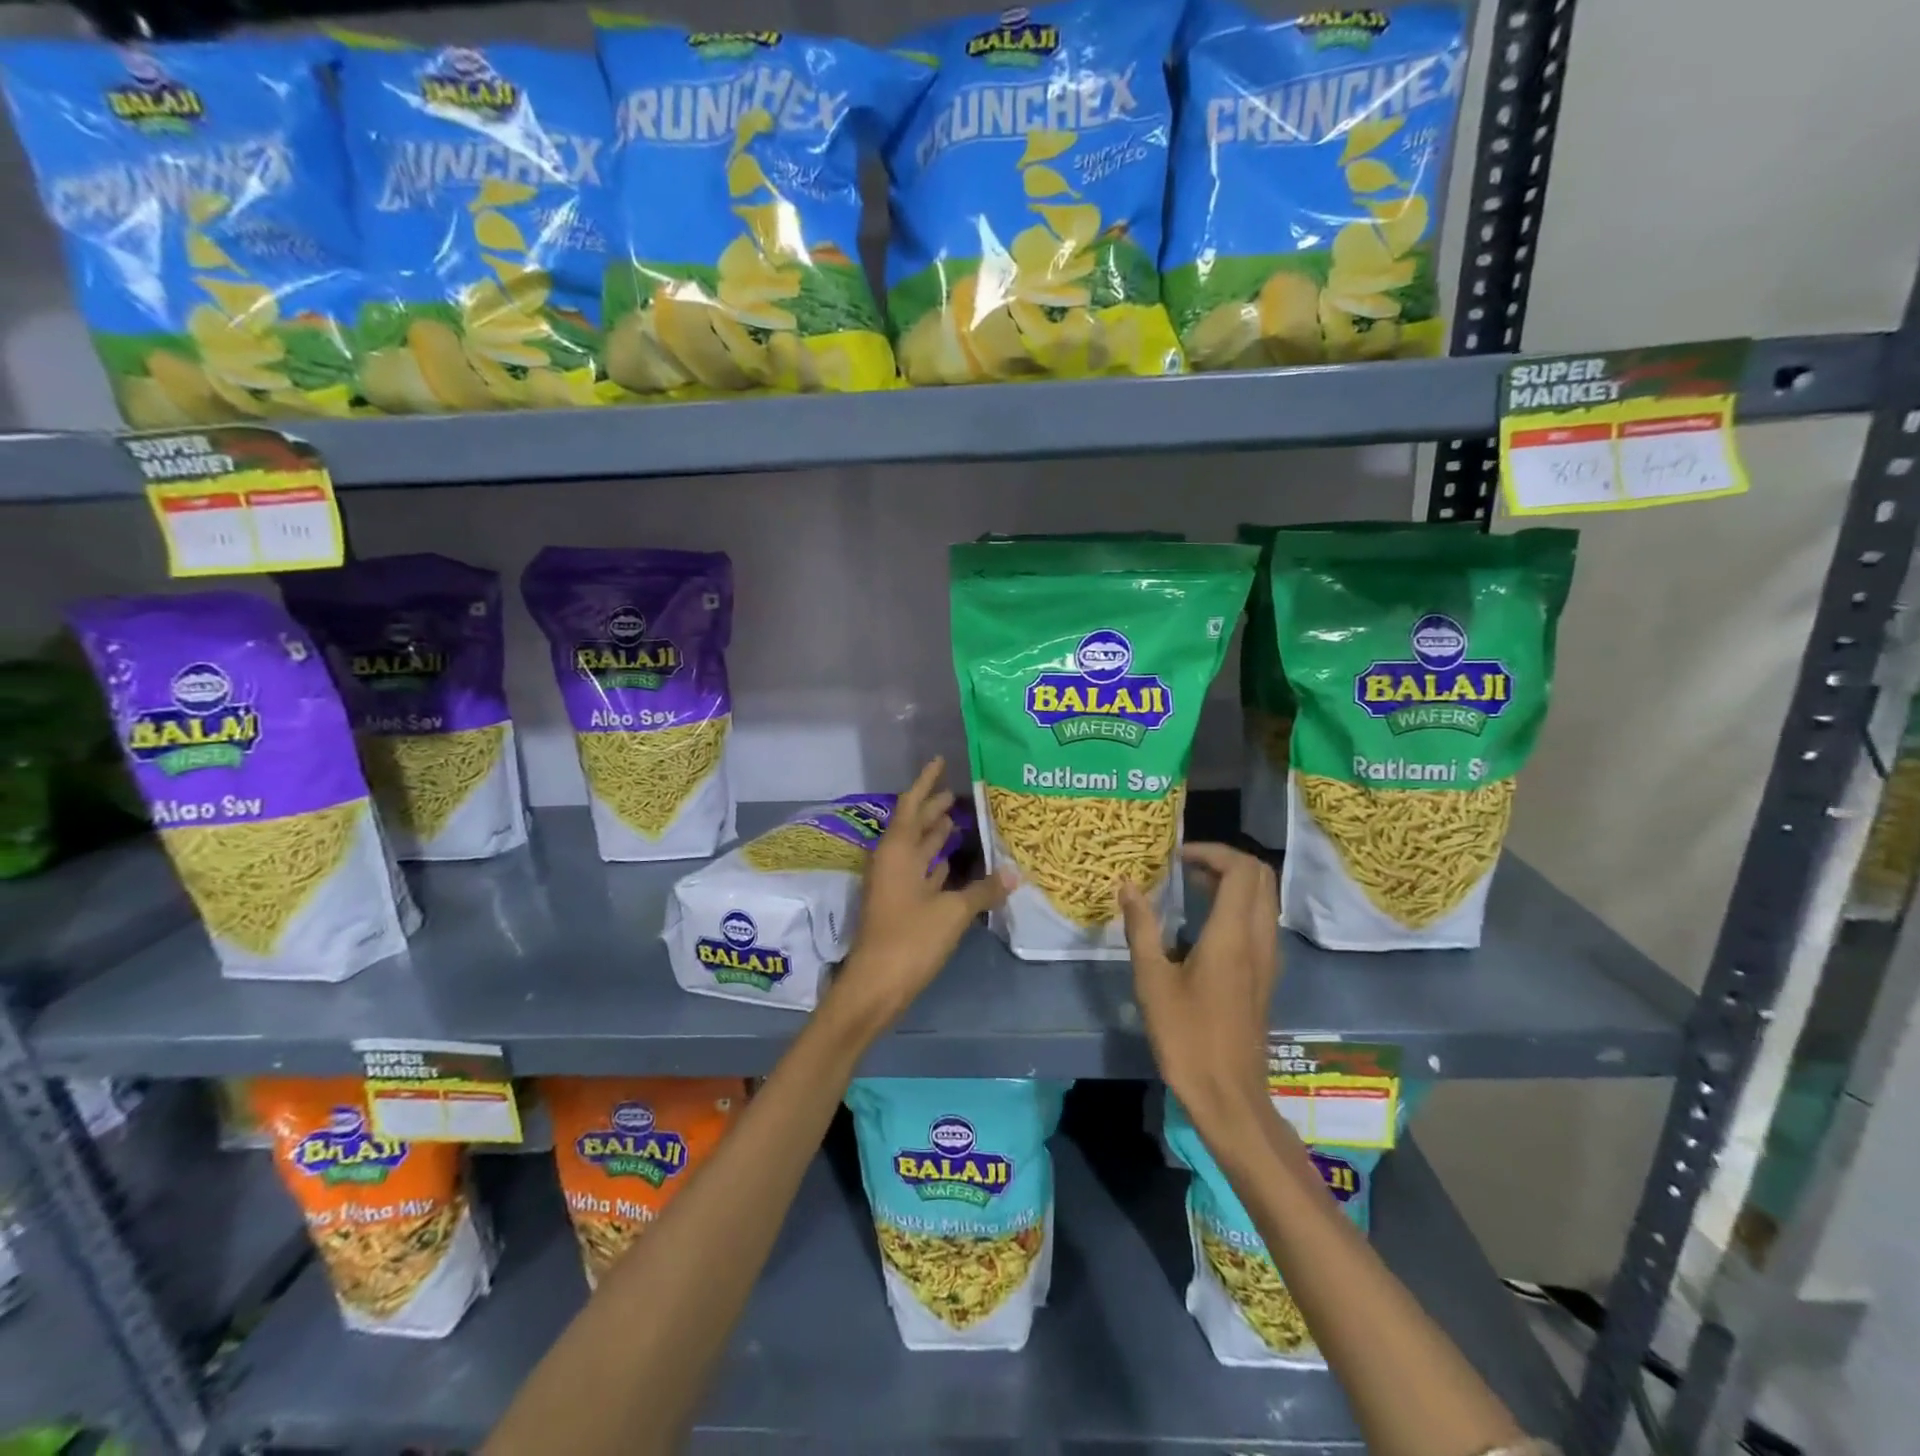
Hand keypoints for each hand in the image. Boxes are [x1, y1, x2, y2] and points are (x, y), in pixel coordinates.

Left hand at [833, 758, 1012, 1030]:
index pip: (912, 805)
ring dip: (936, 835)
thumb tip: (1014, 874)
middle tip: (961, 793)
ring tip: (962, 820)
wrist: (875, 986)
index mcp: (897, 851)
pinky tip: (955, 863)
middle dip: (934, 808)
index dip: (926, 782)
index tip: (941, 762)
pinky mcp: (900, 905)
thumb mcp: (952, 911)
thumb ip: (983, 890)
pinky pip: (921, 874)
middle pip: (915, 825)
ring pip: (918, 850)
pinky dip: (937, 864)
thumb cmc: (910, 939)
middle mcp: (892, 861)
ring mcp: (894, 885)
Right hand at [1120, 843, 1280, 1147]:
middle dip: (1225, 861)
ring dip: (1234, 882)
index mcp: (1233, 935)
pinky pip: (1261, 921)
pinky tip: (1204, 924)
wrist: (1229, 1095)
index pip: (1241, 869)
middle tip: (1186, 867)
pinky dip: (1239, 905)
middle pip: (1260, 876)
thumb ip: (1141, 928)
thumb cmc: (1187, 1037)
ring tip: (1192, 888)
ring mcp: (1267, 958)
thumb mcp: (1152, 980)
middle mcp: (1259, 939)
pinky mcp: (1265, 975)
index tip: (1177, 857)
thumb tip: (1128, 887)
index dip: (1211, 851)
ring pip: (1264, 898)